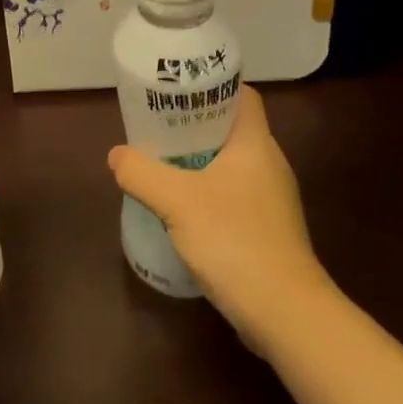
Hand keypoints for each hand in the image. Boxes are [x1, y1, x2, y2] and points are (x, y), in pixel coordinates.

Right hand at [108, 83, 330, 352]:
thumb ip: (142, 173)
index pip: (242, 95)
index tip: (178, 91)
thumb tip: (117, 155)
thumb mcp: (177, 201)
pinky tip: (183, 210)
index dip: (212, 87)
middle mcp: (269, 164)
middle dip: (194, 125)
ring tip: (163, 164)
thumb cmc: (236, 241)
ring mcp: (272, 200)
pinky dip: (208, 193)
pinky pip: (234, 196)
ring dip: (199, 162)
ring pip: (231, 164)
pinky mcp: (268, 231)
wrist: (286, 316)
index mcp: (255, 143)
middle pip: (231, 128)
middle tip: (159, 127)